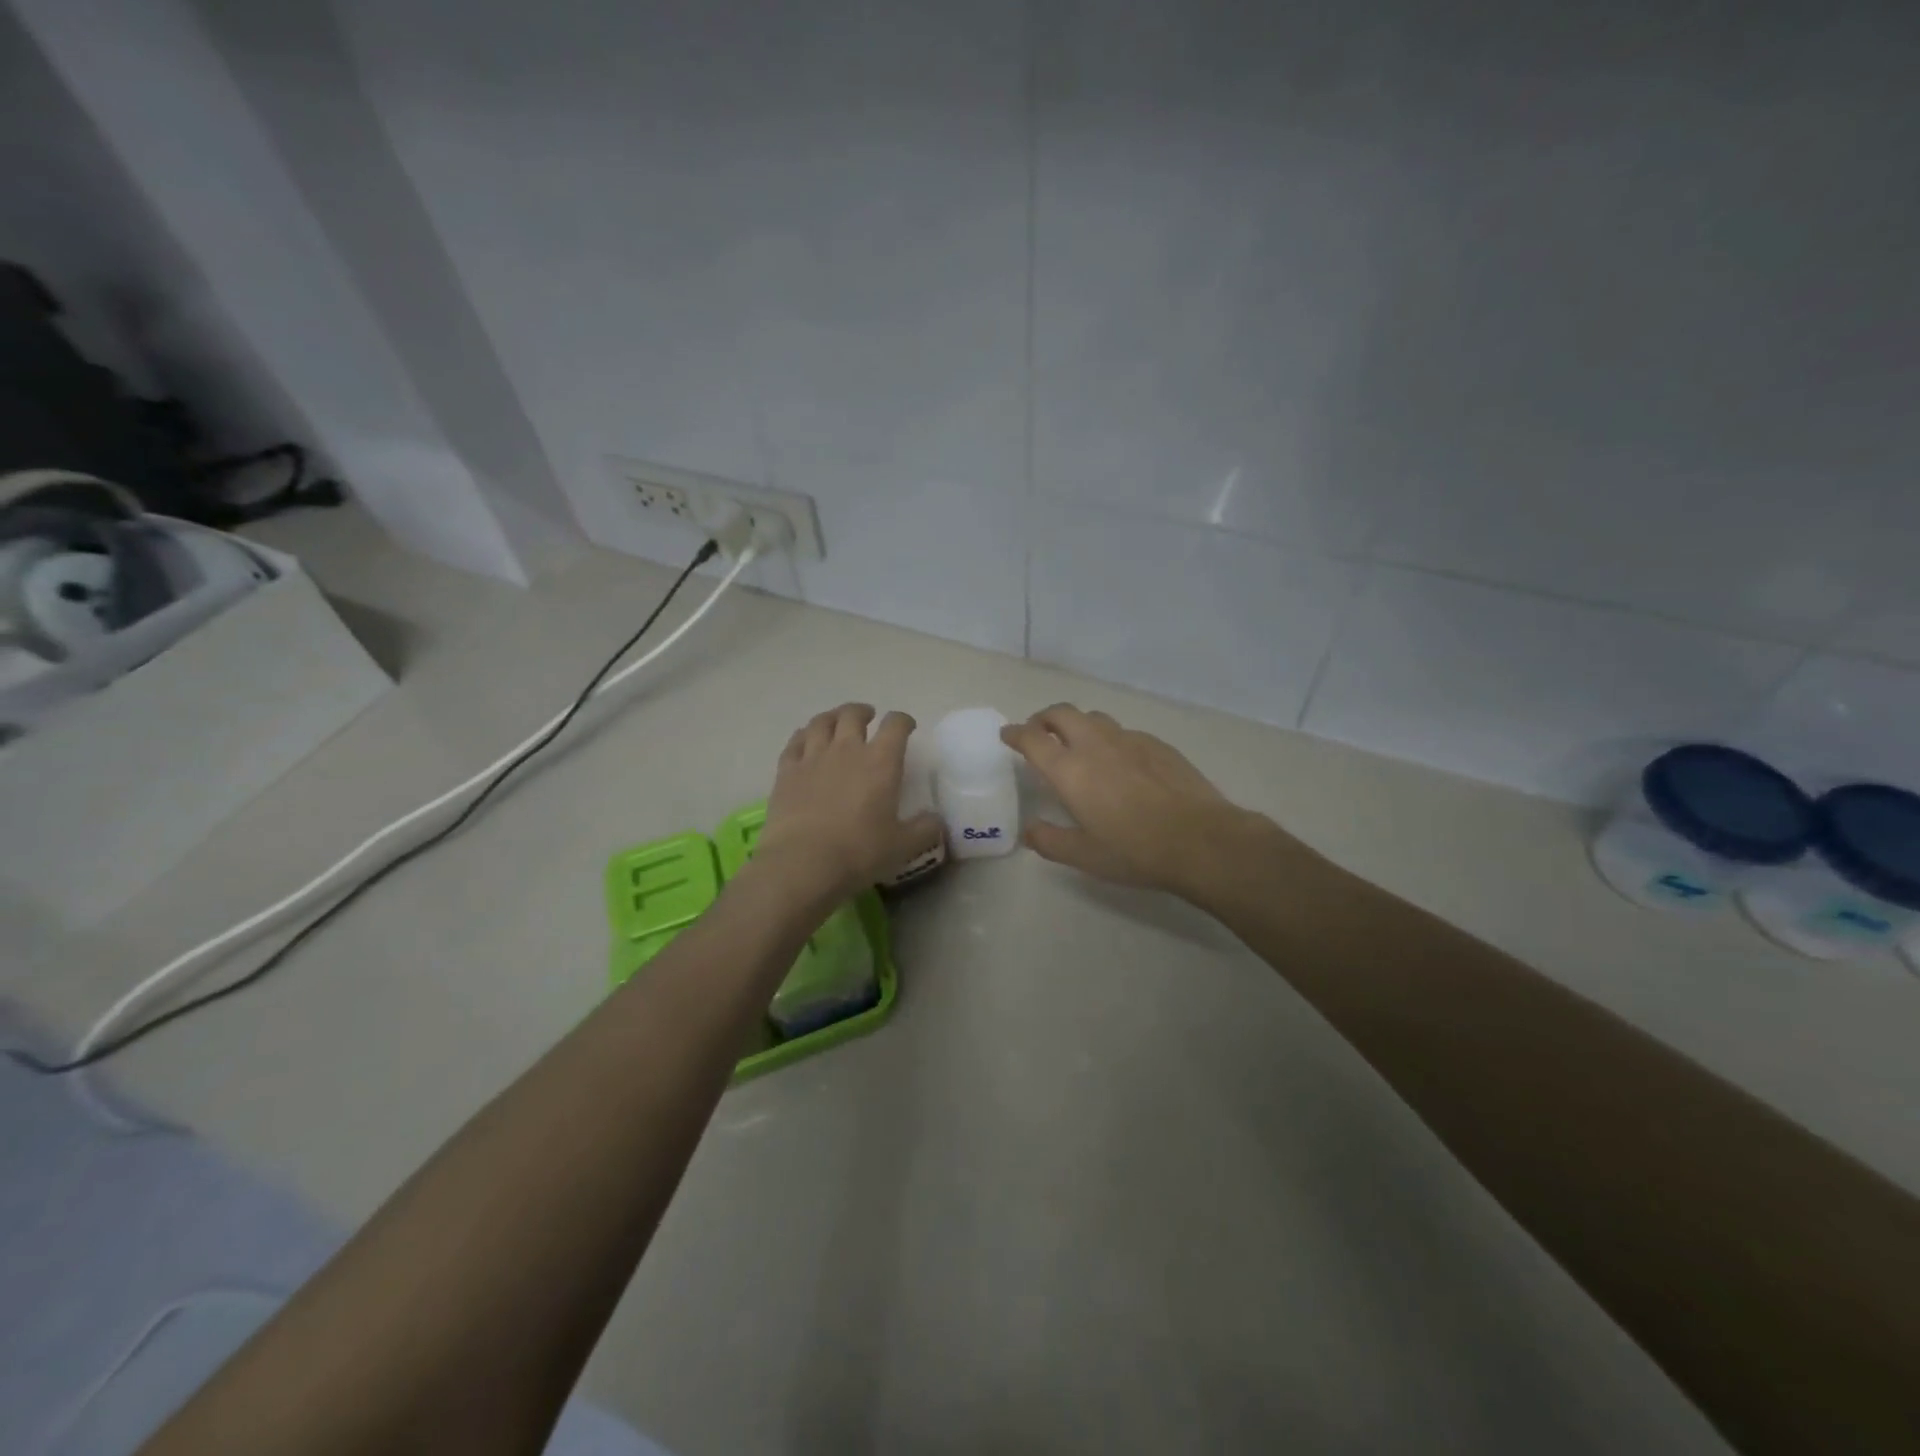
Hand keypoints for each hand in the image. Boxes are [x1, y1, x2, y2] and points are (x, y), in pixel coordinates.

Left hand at [757, 703, 943, 898]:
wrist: (803, 863)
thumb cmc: (859, 852)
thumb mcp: (903, 846)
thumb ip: (925, 829)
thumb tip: (936, 820)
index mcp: (881, 762)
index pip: (895, 726)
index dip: (903, 721)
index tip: (907, 726)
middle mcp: (847, 750)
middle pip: (853, 715)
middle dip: (863, 712)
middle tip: (868, 718)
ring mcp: (812, 758)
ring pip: (821, 722)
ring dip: (832, 717)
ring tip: (836, 722)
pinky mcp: (786, 772)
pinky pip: (794, 742)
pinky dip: (802, 736)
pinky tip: (805, 740)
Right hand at [1001, 704, 1268, 899]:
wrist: (1201, 840)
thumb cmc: (1135, 851)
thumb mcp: (1084, 856)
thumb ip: (1050, 840)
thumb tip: (1030, 830)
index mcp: (1069, 770)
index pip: (1032, 738)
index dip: (1015, 734)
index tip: (1007, 736)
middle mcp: (1095, 744)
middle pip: (1061, 713)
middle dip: (1043, 718)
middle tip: (1039, 733)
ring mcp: (1129, 740)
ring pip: (1094, 717)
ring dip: (1077, 724)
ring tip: (1077, 743)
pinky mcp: (1157, 744)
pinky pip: (1124, 732)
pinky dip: (1109, 738)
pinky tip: (1120, 761)